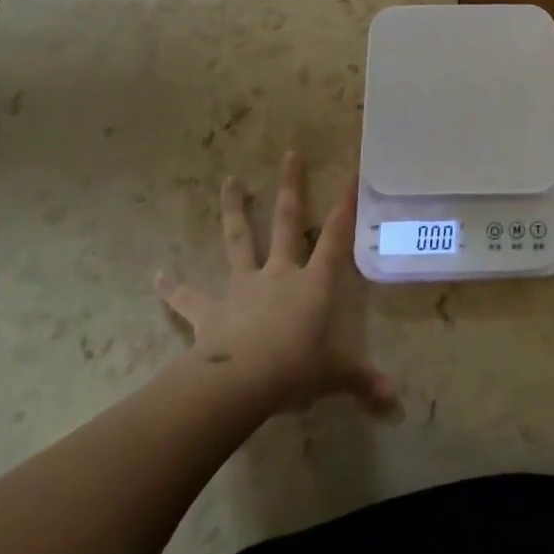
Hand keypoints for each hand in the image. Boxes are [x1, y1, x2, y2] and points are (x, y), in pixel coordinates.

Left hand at [156, 152, 397, 415]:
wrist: (239, 384)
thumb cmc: (295, 370)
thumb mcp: (334, 376)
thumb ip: (362, 382)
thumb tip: (395, 399)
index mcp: (313, 282)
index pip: (336, 236)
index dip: (345, 205)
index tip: (351, 173)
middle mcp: (280, 274)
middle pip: (287, 222)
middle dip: (290, 187)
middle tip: (290, 154)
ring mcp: (243, 287)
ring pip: (239, 240)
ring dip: (235, 210)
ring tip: (230, 181)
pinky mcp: (211, 311)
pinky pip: (189, 298)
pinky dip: (174, 289)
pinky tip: (158, 276)